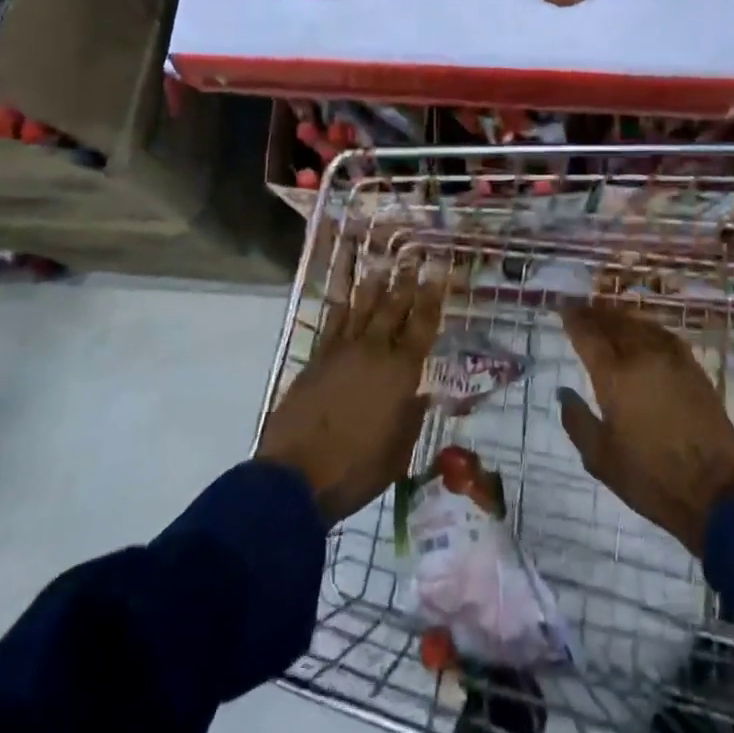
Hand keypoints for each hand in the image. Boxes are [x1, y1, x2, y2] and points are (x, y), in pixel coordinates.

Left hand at [257, 267, 444, 525]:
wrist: (295, 476)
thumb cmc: (356, 470)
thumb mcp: (398, 452)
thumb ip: (411, 417)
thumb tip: (420, 395)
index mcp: (401, 373)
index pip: (422, 325)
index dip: (432, 297)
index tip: (438, 273)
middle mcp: (374, 352)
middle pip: (393, 308)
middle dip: (405, 281)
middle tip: (413, 256)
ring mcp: (342, 352)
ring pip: (361, 308)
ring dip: (374, 285)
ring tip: (382, 264)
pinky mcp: (316, 359)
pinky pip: (332, 322)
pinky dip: (340, 304)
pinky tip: (344, 293)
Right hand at [557, 302, 733, 557]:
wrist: (714, 493)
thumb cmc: (649, 478)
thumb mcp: (600, 458)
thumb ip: (576, 421)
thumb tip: (564, 392)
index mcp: (615, 377)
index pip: (589, 336)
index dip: (574, 319)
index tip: (563, 308)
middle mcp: (643, 358)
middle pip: (615, 324)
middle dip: (595, 314)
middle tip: (581, 309)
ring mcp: (673, 361)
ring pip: (641, 326)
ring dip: (620, 317)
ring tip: (607, 316)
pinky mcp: (695, 370)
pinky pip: (665, 336)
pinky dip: (647, 327)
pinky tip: (643, 331)